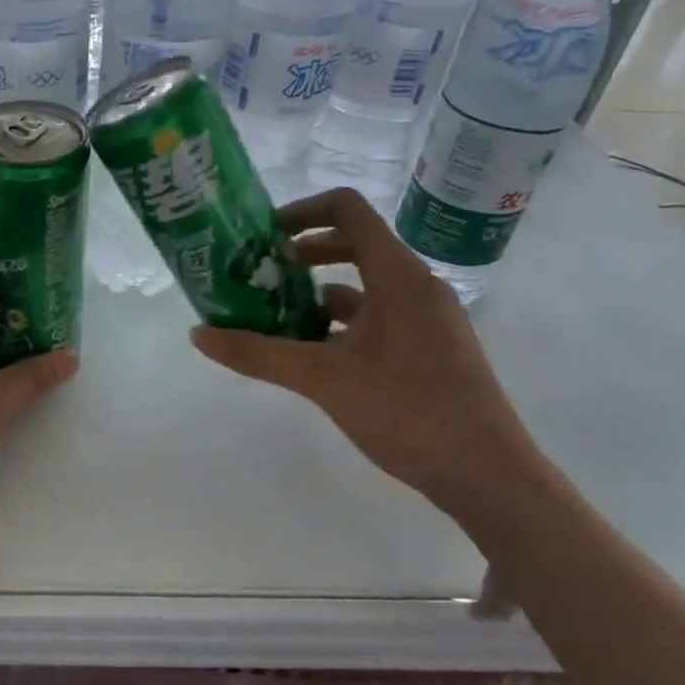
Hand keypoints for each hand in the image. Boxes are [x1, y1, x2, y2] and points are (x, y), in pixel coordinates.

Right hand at [189, 189, 541, 506]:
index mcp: (397, 275)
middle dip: (303, 255)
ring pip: (364, 286)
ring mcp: (426, 318)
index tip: (263, 237)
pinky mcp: (429, 347)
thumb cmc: (406, 410)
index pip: (348, 210)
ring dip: (318, 293)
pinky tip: (313, 353)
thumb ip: (258, 354)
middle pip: (354, 244)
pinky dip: (342, 323)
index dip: (302, 211)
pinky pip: (378, 316)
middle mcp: (415, 285)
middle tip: (260, 275)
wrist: (486, 474)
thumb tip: (198, 334)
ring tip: (275, 317)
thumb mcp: (322, 379)